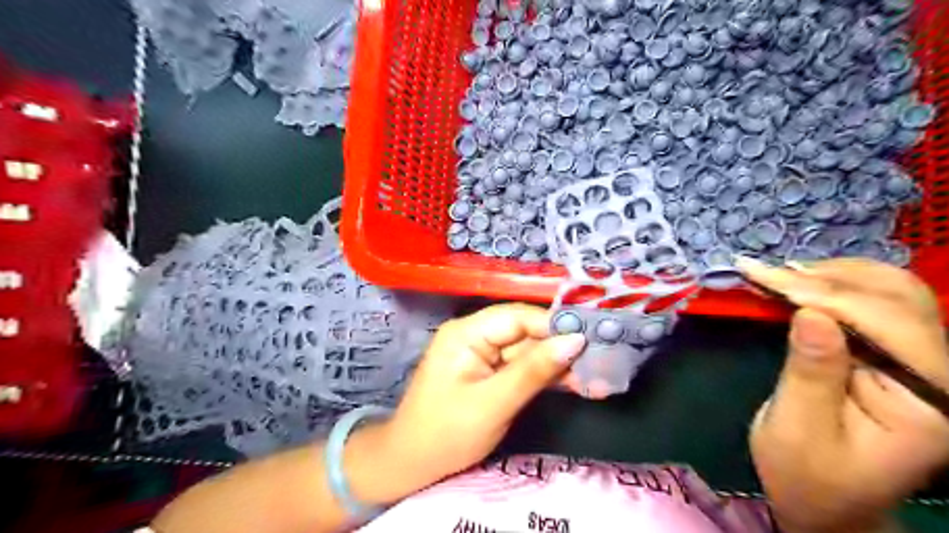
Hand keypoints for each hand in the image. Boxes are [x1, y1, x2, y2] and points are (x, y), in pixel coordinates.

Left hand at [376, 303, 585, 490]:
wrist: (412, 464)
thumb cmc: (446, 433)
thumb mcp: (493, 403)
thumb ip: (533, 371)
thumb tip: (575, 340)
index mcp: (467, 332)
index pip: (517, 317)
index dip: (554, 325)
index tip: (590, 338)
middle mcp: (475, 335)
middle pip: (526, 332)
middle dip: (560, 347)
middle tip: (600, 360)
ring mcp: (483, 353)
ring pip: (528, 350)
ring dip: (558, 364)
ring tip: (595, 376)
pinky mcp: (490, 371)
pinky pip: (522, 366)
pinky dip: (545, 376)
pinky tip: (574, 383)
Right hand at [742, 255, 948, 531]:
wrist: (824, 498)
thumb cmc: (806, 473)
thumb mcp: (798, 428)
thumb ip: (810, 371)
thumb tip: (809, 313)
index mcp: (931, 404)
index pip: (890, 327)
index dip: (825, 294)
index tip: (763, 275)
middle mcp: (942, 376)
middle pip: (899, 299)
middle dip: (827, 279)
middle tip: (766, 271)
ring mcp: (923, 362)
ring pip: (894, 291)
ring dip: (833, 275)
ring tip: (780, 274)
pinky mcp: (895, 355)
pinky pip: (877, 303)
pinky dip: (836, 285)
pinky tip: (802, 282)